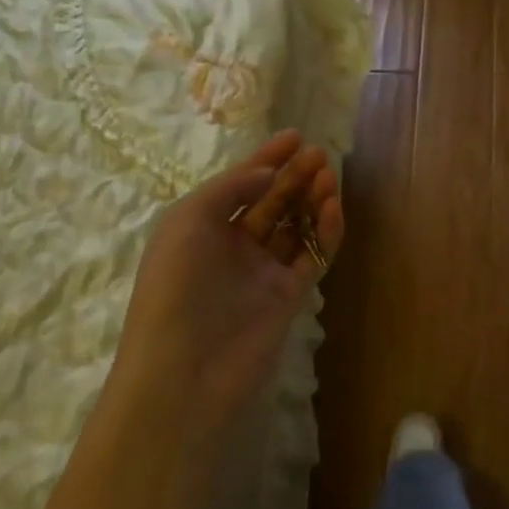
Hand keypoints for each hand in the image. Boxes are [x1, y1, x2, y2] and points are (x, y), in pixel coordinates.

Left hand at [108, 131, 342, 434]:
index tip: (294, 136)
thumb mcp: (188, 222)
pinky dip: (325, 232)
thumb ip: (231, 188)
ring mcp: (262, 272)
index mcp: (201, 228)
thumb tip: (269, 173)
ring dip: (312, 200)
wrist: (185, 371)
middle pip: (271, 202)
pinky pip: (312, 256)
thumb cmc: (175, 288)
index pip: (240, 186)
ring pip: (295, 226)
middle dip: (294, 176)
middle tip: (320, 155)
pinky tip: (334, 210)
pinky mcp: (289, 295)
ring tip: (330, 177)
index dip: (266, 160)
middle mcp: (232, 247)